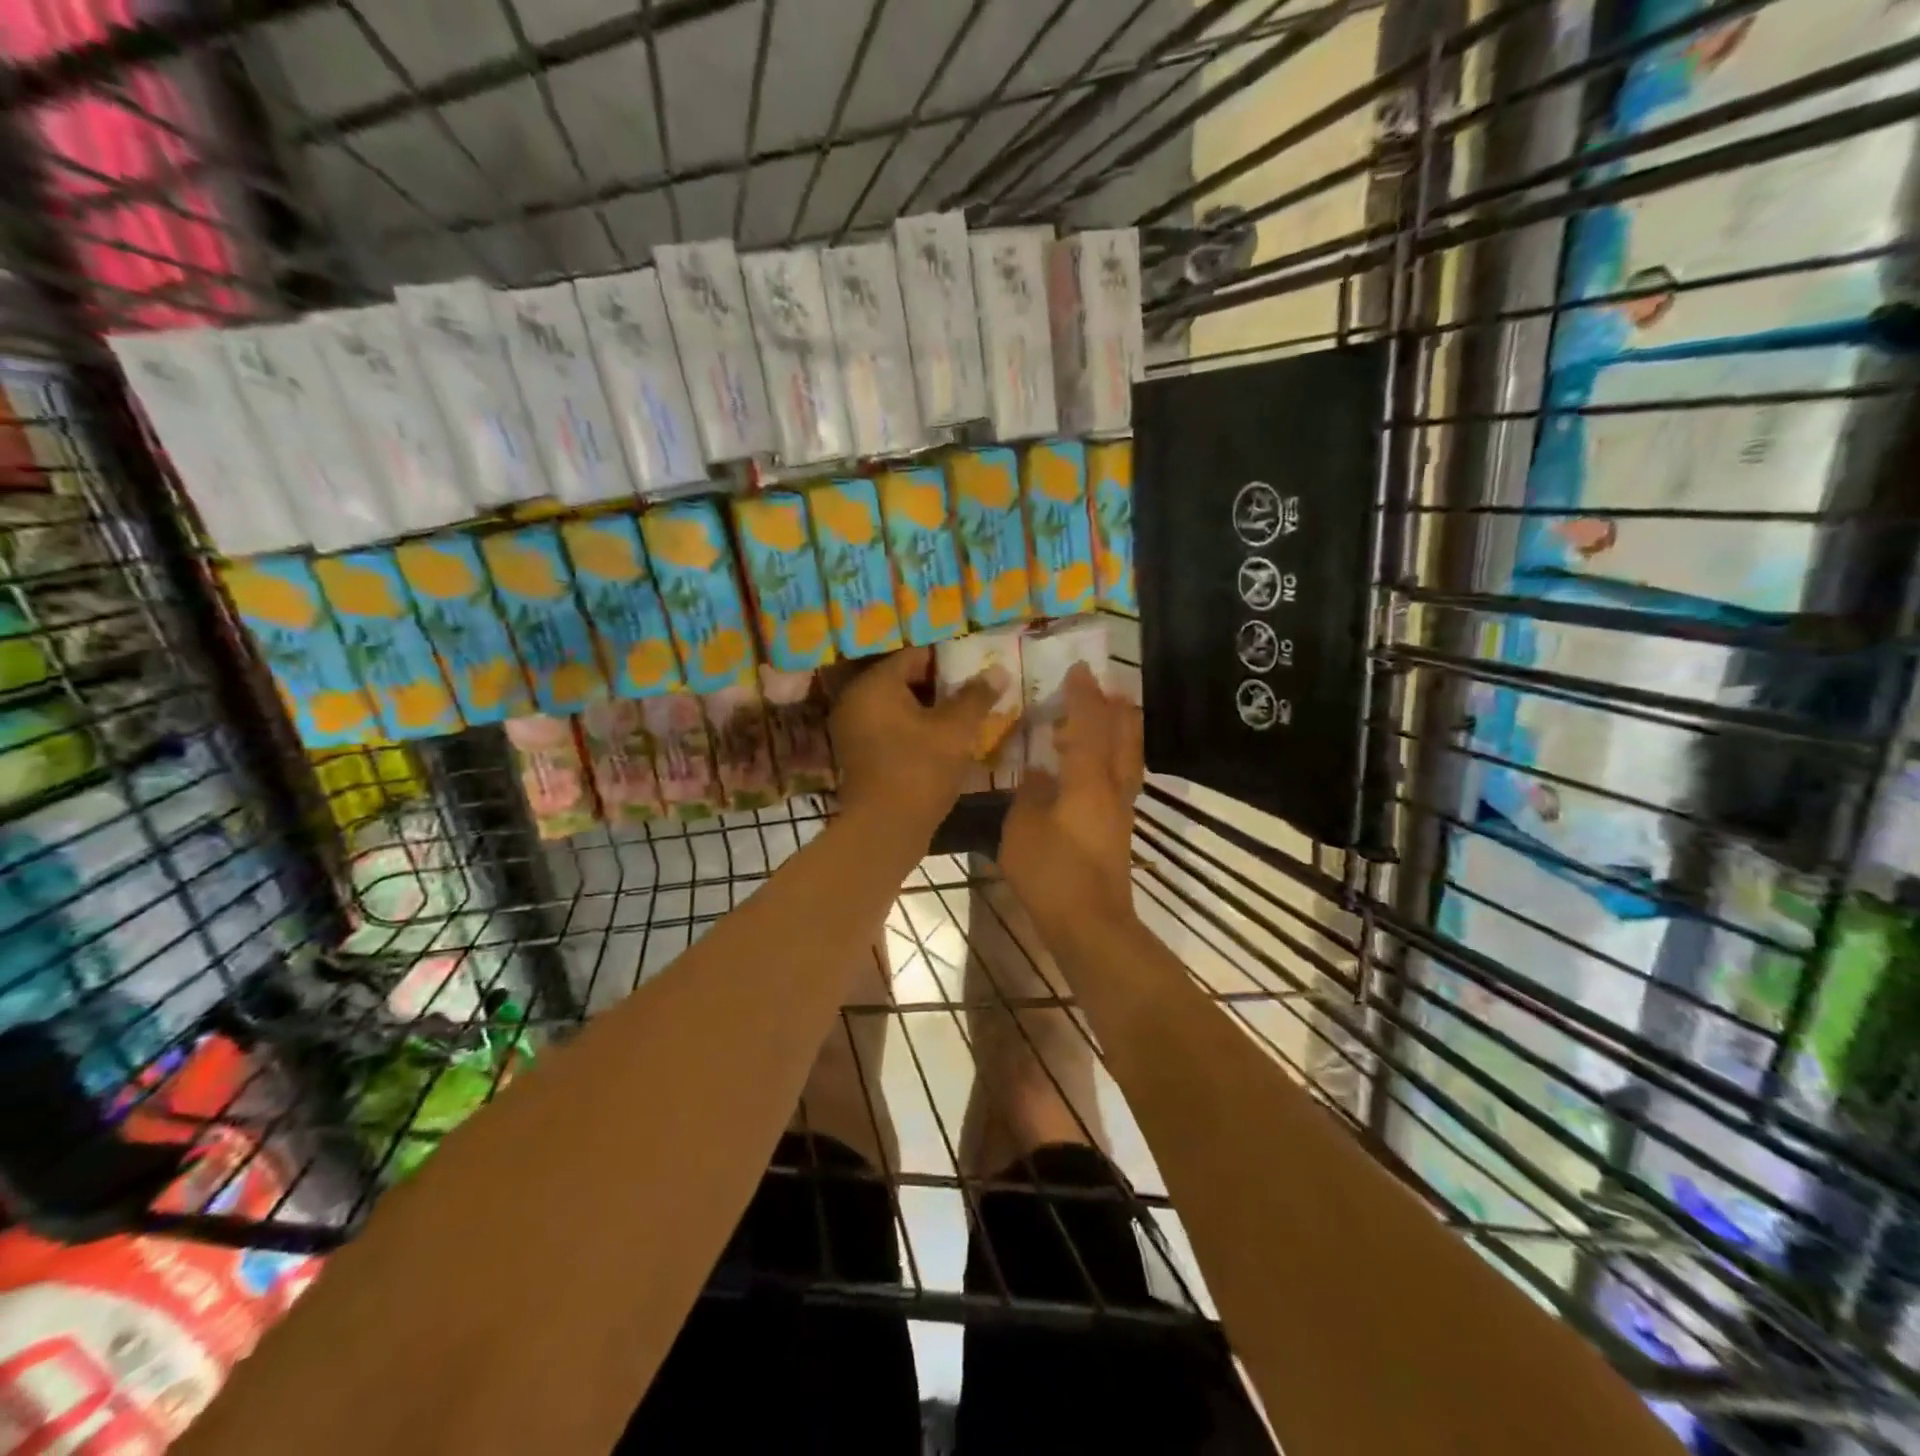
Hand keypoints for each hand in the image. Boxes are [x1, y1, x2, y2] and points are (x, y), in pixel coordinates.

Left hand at [831, 647, 1007, 847]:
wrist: (885, 829)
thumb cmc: (920, 770)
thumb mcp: (955, 730)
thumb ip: (976, 696)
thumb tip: (998, 670)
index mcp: (874, 685)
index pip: (915, 655)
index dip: (948, 661)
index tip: (975, 670)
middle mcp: (856, 700)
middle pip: (904, 680)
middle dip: (939, 685)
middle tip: (972, 692)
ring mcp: (853, 728)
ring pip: (898, 706)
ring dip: (928, 709)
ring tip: (962, 716)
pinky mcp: (858, 753)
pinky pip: (889, 728)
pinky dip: (913, 729)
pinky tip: (940, 739)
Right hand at [998, 663, 1143, 943]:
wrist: (1090, 923)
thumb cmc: (1052, 872)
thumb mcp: (1022, 828)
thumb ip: (1029, 794)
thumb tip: (1037, 772)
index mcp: (1088, 779)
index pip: (1089, 724)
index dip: (1084, 695)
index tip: (1079, 668)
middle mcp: (1113, 786)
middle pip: (1124, 735)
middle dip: (1115, 707)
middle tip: (1102, 687)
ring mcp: (1120, 809)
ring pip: (1128, 756)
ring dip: (1118, 731)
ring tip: (1101, 717)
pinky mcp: (1118, 828)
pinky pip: (1120, 776)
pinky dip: (1111, 757)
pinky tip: (1090, 765)